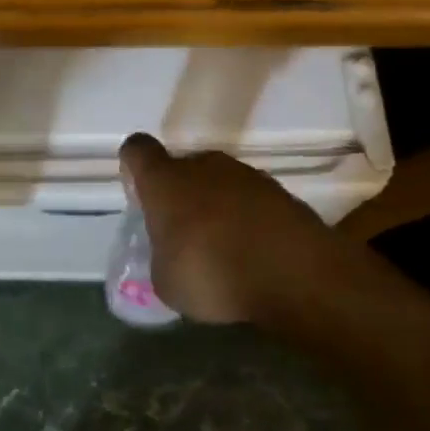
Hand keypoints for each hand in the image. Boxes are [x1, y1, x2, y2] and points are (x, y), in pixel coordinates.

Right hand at [119, 133, 369, 328]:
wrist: (294, 275)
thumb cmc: (211, 273)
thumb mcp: (166, 280)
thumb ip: (162, 255)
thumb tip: (172, 252)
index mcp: (164, 181)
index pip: (138, 150)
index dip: (135, 165)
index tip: (139, 188)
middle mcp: (203, 166)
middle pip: (184, 166)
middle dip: (182, 192)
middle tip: (185, 230)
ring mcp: (246, 175)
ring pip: (221, 181)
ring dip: (218, 205)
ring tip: (226, 246)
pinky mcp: (282, 192)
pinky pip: (253, 200)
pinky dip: (250, 219)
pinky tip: (256, 252)